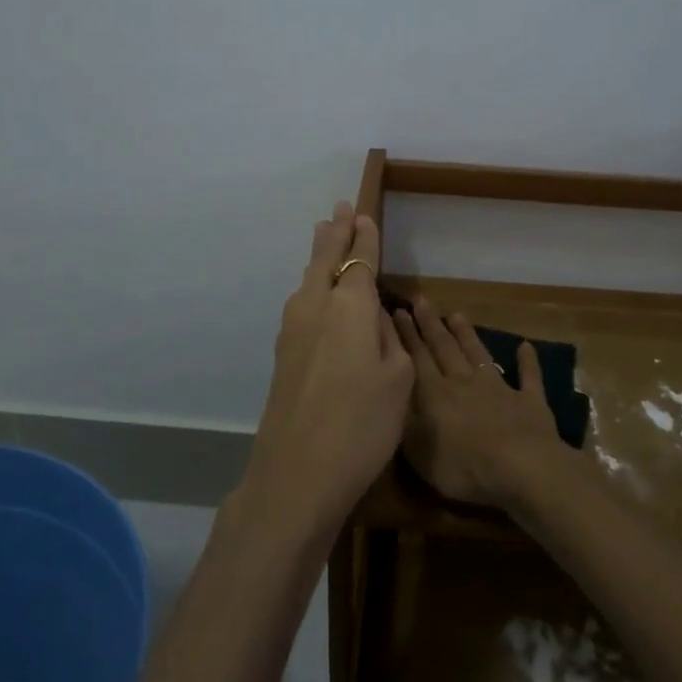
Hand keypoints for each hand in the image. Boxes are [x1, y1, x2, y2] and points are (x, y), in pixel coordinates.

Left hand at [240, 203, 412, 541]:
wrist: (297, 472)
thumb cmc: (362, 424)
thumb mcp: (398, 378)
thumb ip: (386, 336)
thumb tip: (370, 316)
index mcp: (348, 305)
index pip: (359, 259)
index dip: (365, 236)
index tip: (364, 213)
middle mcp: (315, 306)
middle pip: (325, 258)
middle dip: (335, 232)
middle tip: (339, 208)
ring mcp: (292, 329)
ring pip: (308, 279)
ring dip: (319, 254)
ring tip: (324, 233)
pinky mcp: (283, 354)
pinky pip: (302, 302)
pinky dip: (312, 284)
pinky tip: (316, 289)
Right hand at [391, 297, 565, 509]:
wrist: (521, 468)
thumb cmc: (463, 466)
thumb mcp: (418, 452)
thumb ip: (404, 421)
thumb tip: (393, 397)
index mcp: (435, 394)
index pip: (417, 358)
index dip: (406, 335)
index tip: (398, 311)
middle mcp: (464, 382)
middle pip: (444, 348)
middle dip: (431, 324)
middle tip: (421, 301)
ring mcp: (499, 389)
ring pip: (478, 354)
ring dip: (467, 334)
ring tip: (457, 314)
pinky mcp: (529, 401)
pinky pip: (528, 376)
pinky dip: (527, 362)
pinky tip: (526, 346)